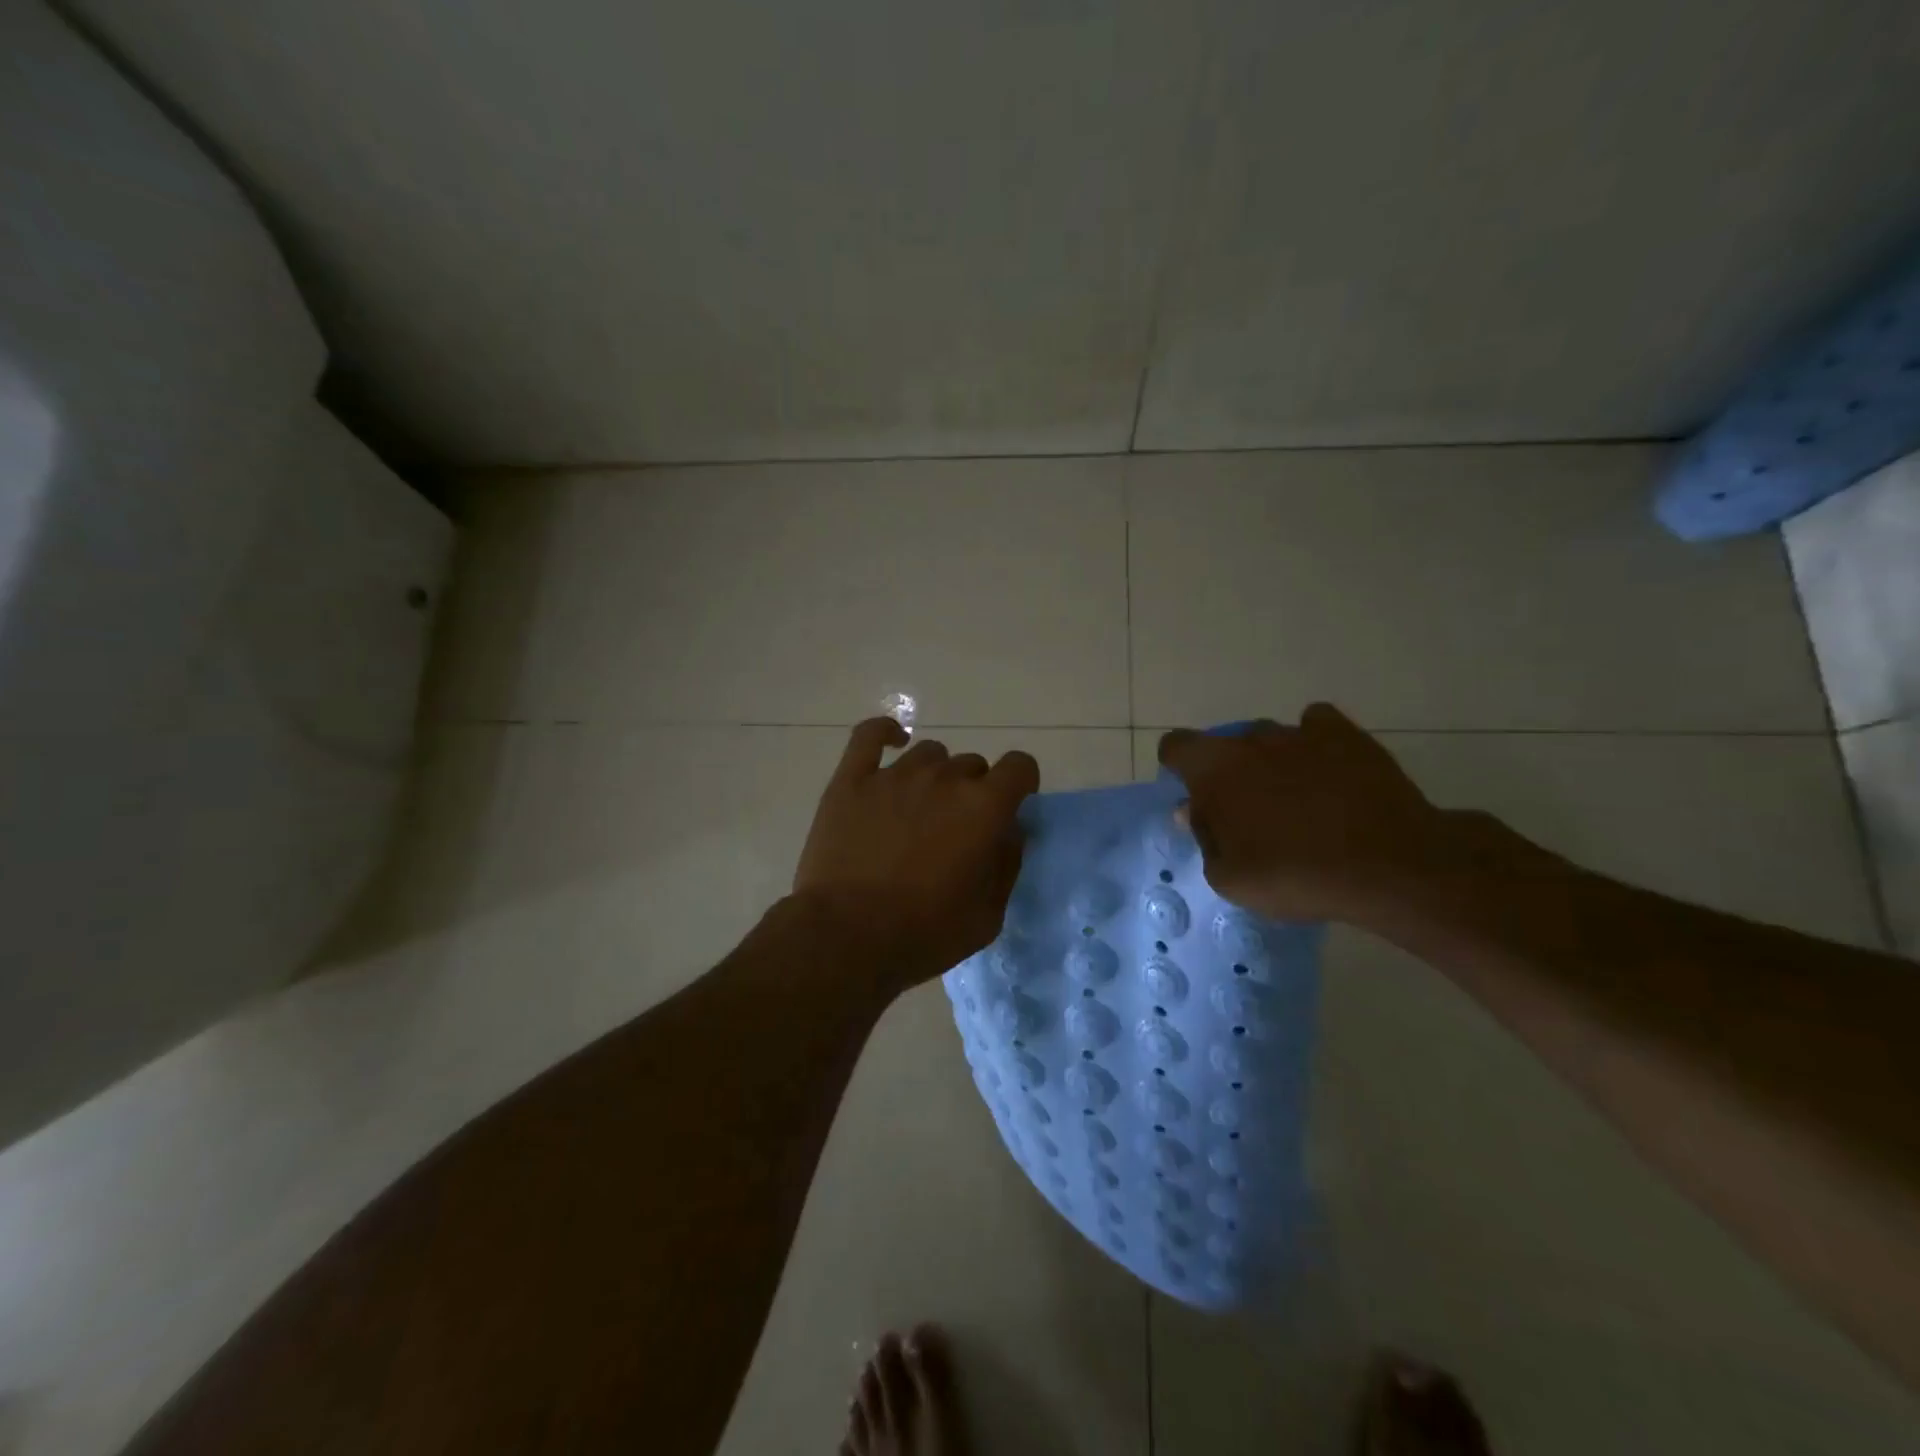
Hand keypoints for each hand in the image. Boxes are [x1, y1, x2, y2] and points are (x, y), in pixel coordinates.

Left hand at [794, 719, 1040, 993]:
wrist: (846, 936)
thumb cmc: (924, 933)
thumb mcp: (988, 914)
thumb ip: (1007, 864)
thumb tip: (1009, 831)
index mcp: (983, 807)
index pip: (1019, 766)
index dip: (1020, 782)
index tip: (1011, 804)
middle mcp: (943, 778)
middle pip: (971, 764)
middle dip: (973, 791)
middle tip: (956, 828)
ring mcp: (894, 774)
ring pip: (929, 754)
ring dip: (934, 775)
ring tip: (919, 809)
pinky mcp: (852, 780)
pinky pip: (869, 735)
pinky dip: (885, 734)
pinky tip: (892, 742)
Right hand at [1157, 704, 1451, 926]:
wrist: (1387, 866)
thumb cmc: (1294, 875)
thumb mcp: (1229, 877)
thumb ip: (1204, 837)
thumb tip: (1193, 811)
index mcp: (1214, 768)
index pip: (1176, 746)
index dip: (1178, 767)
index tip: (1195, 795)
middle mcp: (1251, 739)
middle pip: (1226, 745)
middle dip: (1230, 772)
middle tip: (1250, 814)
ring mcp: (1300, 733)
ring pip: (1271, 739)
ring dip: (1272, 762)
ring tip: (1298, 801)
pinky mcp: (1346, 735)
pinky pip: (1318, 727)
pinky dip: (1316, 744)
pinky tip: (1329, 772)